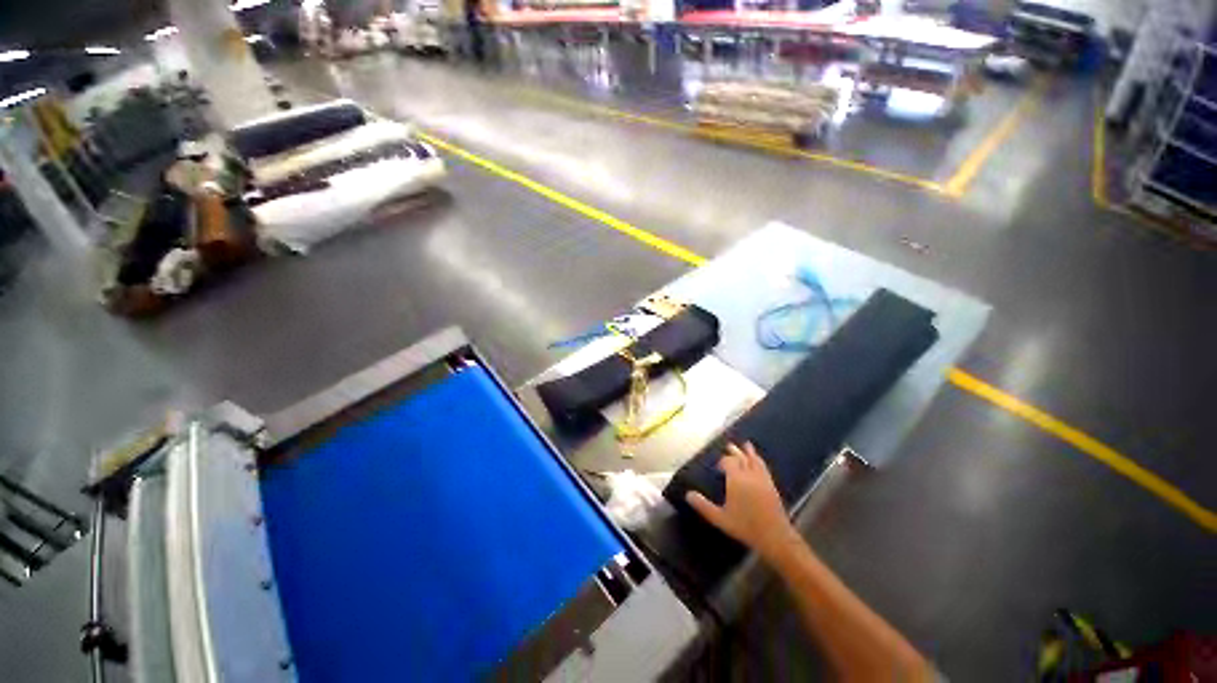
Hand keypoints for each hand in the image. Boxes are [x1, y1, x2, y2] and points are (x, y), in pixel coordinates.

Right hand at [685, 442, 798, 562]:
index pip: (728, 461)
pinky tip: (758, 461)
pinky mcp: (771, 484)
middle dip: (734, 452)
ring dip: (748, 452)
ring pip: (754, 460)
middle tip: (728, 446)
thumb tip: (688, 494)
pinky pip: (764, 466)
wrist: (774, 536)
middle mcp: (749, 474)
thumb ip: (703, 505)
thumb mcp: (720, 518)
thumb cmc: (745, 526)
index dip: (722, 461)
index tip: (717, 466)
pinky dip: (759, 459)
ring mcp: (762, 478)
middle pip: (741, 457)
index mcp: (736, 479)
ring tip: (745, 444)